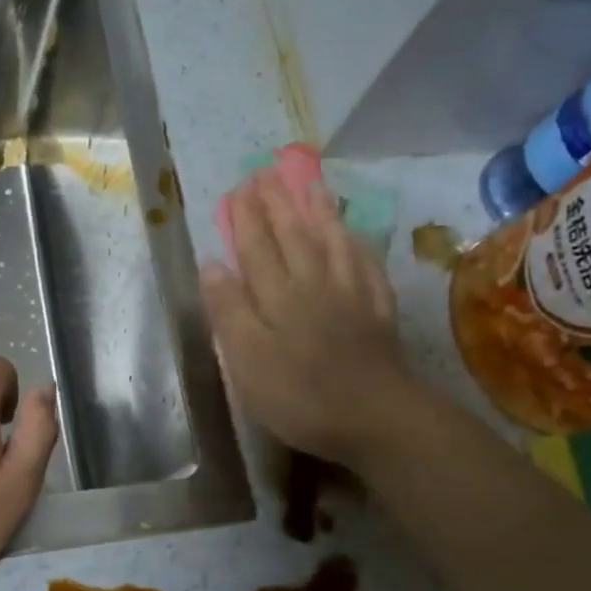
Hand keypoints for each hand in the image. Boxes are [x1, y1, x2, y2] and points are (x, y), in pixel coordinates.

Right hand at [201, 168, 411, 466]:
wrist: (375, 417)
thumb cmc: (300, 395)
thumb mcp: (247, 360)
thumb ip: (229, 310)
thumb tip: (211, 265)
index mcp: (278, 296)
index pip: (257, 248)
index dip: (246, 218)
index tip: (238, 188)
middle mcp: (314, 284)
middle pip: (294, 236)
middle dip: (278, 203)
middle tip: (268, 172)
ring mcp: (352, 295)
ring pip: (332, 242)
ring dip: (320, 211)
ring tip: (312, 184)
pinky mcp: (378, 312)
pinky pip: (367, 265)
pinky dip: (357, 245)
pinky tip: (355, 235)